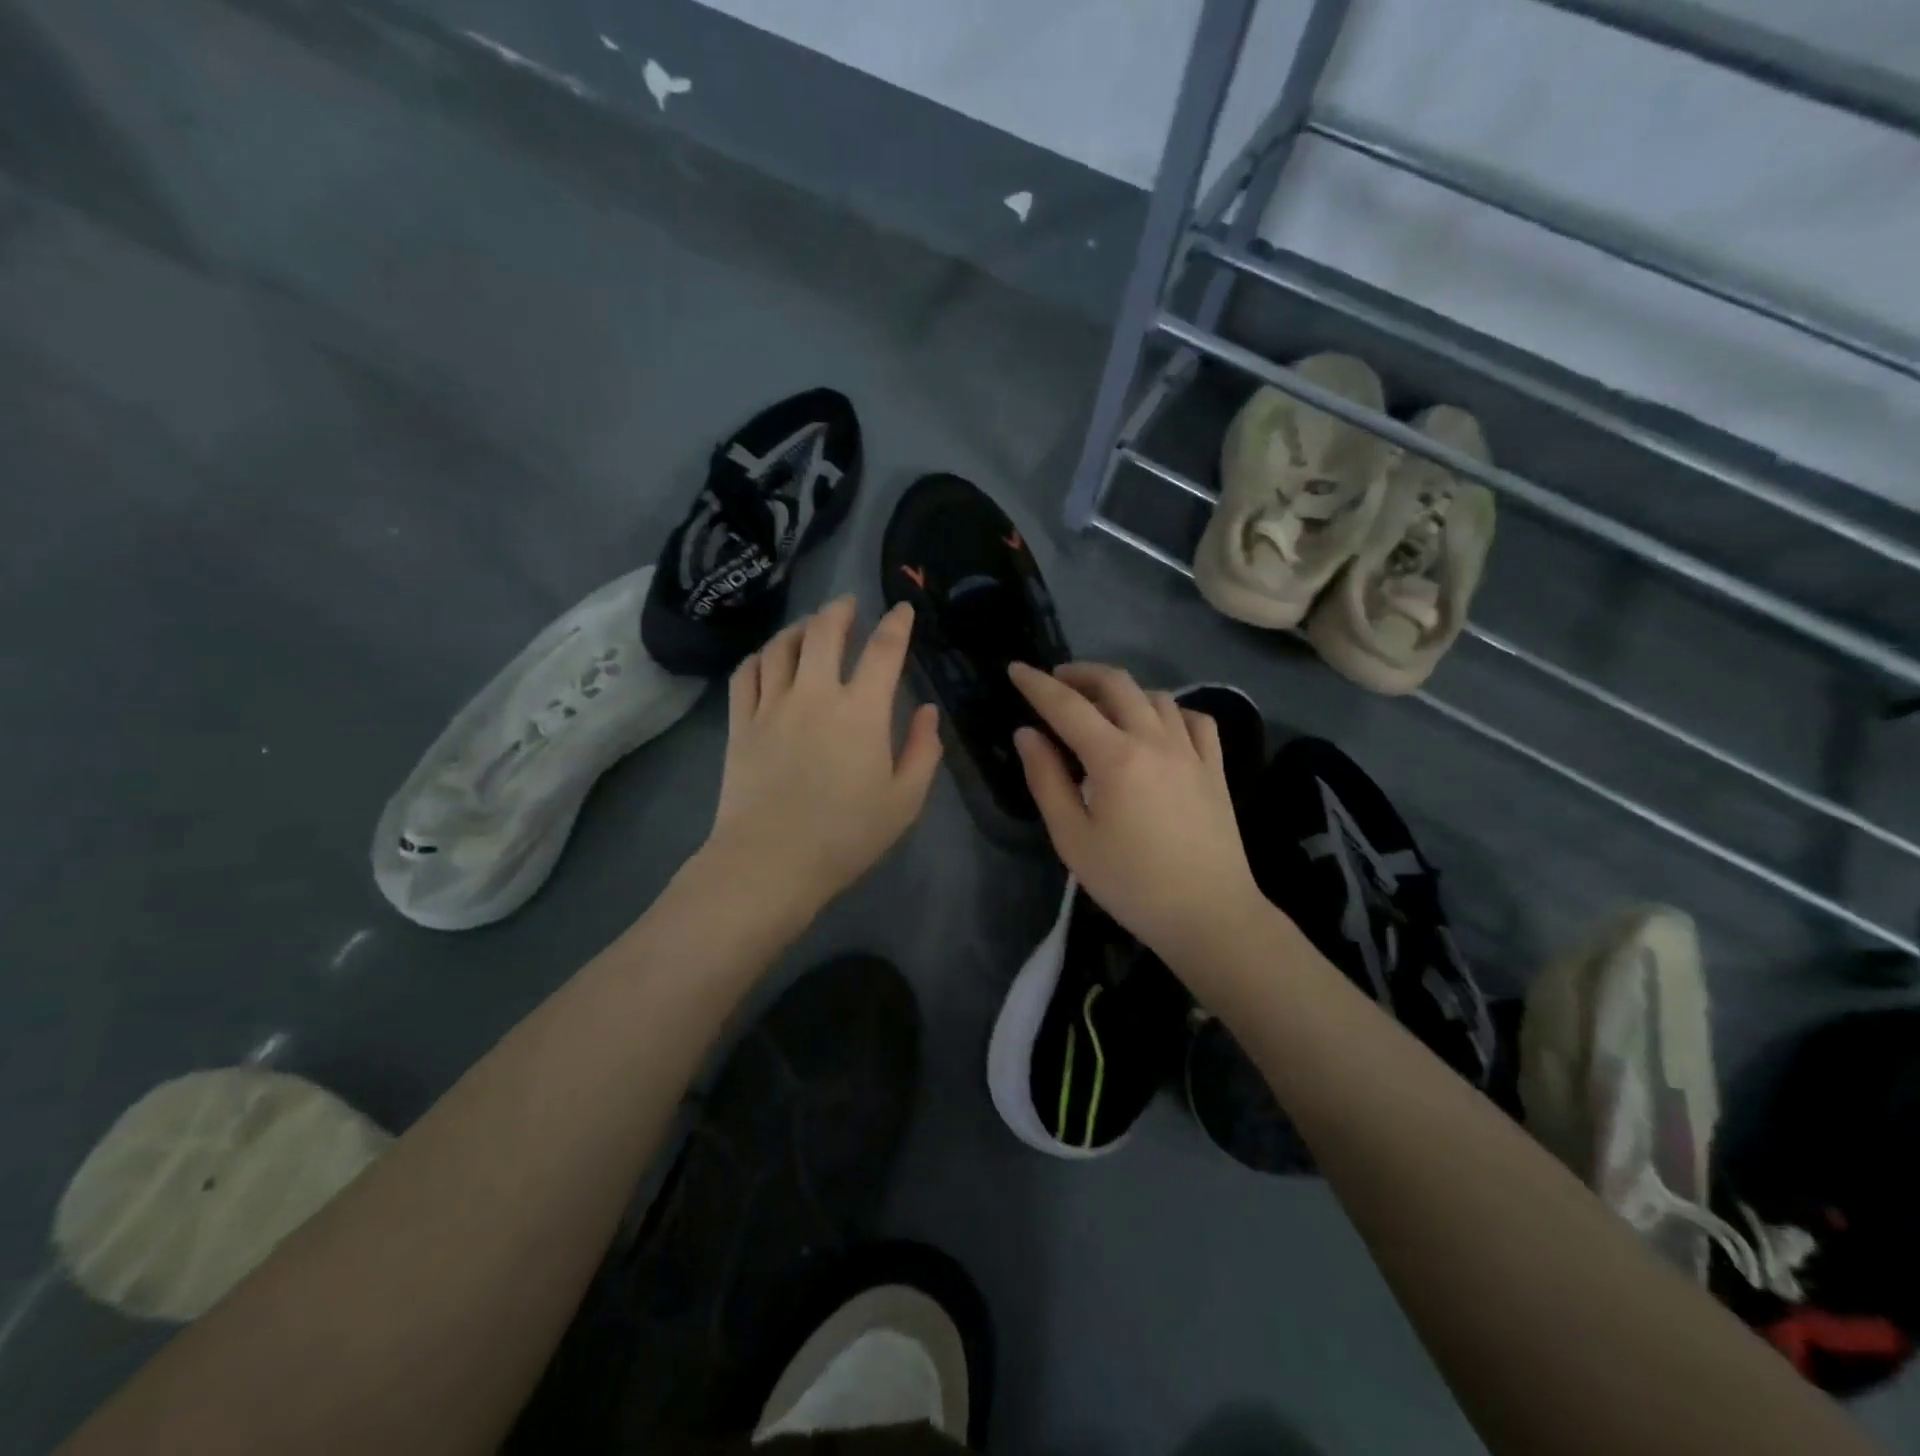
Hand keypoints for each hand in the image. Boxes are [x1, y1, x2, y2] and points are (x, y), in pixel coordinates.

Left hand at [705, 596, 941, 918]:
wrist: (770, 861)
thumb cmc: (846, 835)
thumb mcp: (904, 801)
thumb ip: (923, 751)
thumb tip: (927, 710)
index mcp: (862, 711)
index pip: (884, 650)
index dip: (896, 624)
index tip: (901, 609)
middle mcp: (815, 694)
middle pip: (825, 631)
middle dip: (840, 610)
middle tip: (848, 604)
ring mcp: (772, 705)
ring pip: (782, 646)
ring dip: (800, 627)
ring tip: (810, 626)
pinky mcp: (740, 723)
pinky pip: (746, 673)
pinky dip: (760, 656)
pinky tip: (768, 657)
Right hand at [1009, 662, 1263, 964]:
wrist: (1208, 914)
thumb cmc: (1130, 883)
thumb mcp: (1073, 838)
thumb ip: (1046, 780)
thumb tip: (1027, 734)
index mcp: (1114, 757)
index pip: (1067, 705)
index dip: (1036, 684)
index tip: (1015, 668)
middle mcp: (1155, 740)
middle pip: (1116, 684)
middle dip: (1080, 674)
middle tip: (1056, 681)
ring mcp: (1191, 750)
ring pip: (1155, 696)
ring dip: (1122, 691)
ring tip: (1101, 707)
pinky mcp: (1214, 766)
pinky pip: (1193, 718)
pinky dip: (1168, 711)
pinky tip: (1157, 727)